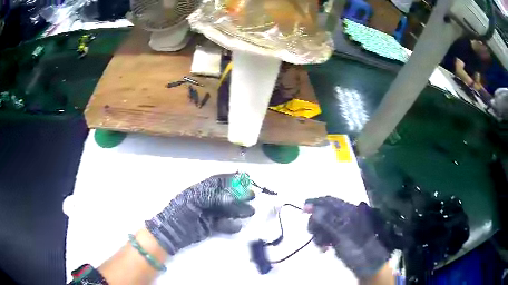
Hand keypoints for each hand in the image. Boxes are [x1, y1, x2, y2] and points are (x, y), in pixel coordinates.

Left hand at [146, 173, 254, 255]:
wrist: (171, 232)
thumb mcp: (193, 200)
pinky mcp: (209, 227)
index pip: (216, 182)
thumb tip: (230, 197)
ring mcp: (207, 214)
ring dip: (238, 210)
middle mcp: (204, 200)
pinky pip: (222, 224)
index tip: (243, 177)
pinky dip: (230, 225)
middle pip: (224, 195)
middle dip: (238, 195)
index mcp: (198, 191)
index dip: (229, 179)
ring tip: (250, 212)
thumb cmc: (179, 212)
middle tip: (252, 196)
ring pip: (226, 210)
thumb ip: (211, 196)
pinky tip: (237, 226)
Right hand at [305, 196, 389, 277]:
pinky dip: (323, 241)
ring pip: (324, 225)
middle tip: (311, 234)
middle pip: (324, 213)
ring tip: (321, 246)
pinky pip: (328, 235)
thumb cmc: (358, 249)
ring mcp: (344, 227)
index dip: (315, 203)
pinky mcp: (342, 237)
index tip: (302, 210)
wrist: (369, 265)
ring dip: (319, 235)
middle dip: (316, 223)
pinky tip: (325, 249)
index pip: (329, 201)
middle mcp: (347, 216)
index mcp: (349, 211)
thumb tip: (312, 207)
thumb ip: (328, 220)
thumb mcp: (342, 235)